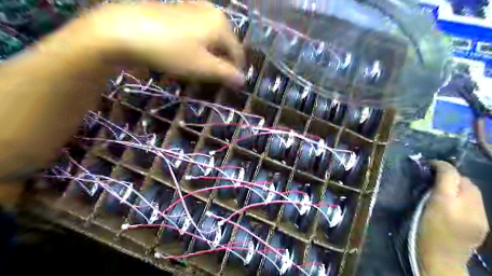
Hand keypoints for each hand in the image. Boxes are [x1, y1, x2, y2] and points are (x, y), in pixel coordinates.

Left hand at [69, 0, 245, 86]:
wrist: (125, 30)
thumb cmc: (171, 51)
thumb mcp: (203, 67)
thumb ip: (226, 74)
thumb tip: (243, 80)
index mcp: (221, 24)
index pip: (237, 52)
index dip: (236, 70)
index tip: (231, 85)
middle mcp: (211, 11)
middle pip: (224, 43)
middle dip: (222, 62)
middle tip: (213, 78)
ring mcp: (193, 7)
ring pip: (211, 37)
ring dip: (210, 54)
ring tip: (200, 67)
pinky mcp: (178, 9)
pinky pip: (197, 31)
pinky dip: (198, 44)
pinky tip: (187, 52)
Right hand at [416, 161, 489, 274]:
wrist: (440, 259)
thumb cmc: (421, 232)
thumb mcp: (420, 208)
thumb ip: (430, 191)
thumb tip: (434, 177)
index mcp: (445, 203)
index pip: (450, 175)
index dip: (441, 165)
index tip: (430, 163)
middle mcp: (467, 207)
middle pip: (466, 181)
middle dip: (452, 175)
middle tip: (437, 176)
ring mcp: (480, 217)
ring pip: (474, 190)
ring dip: (461, 185)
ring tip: (447, 188)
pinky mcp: (484, 223)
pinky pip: (477, 202)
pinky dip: (466, 196)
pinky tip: (456, 202)